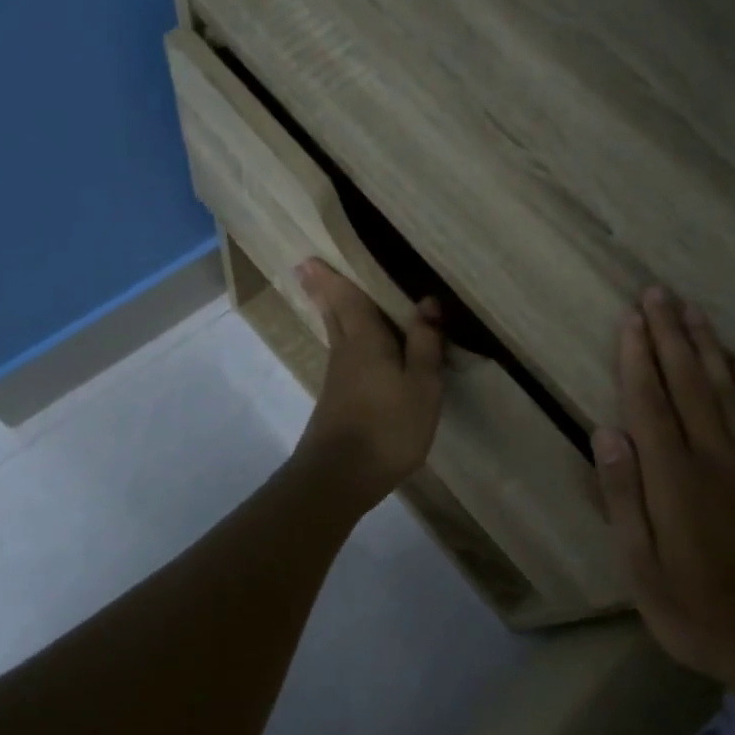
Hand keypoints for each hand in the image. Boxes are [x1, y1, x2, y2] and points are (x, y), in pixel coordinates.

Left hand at [292, 259, 444, 510]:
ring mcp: (337, 379)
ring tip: (328, 295)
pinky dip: (342, 339)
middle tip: (307, 268)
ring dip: (330, 312)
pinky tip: (351, 347)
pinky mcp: (337, 401)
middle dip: (322, 290)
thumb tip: (426, 301)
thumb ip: (424, 344)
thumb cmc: (388, 426)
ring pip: (335, 334)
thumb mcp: (421, 385)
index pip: (348, 300)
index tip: (311, 257)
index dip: (333, 278)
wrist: (341, 477)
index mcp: (365, 341)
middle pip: (333, 314)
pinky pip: (342, 356)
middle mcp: (345, 353)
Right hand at [592, 288, 734, 697]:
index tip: (631, 319)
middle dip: (670, 335)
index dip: (637, 358)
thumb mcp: (641, 568)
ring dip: (708, 347)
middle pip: (688, 384)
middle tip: (658, 294)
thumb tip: (606, 433)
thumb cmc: (698, 610)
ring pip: (729, 391)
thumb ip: (623, 497)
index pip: (649, 403)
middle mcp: (717, 457)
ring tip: (692, 310)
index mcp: (674, 479)